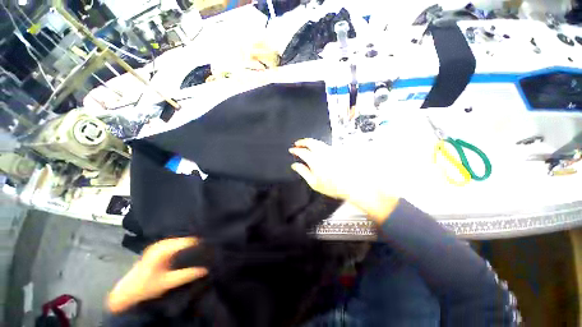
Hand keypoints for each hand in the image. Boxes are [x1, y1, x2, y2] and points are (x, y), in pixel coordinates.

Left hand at [107, 237, 207, 313]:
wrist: (127, 292)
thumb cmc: (147, 287)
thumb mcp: (169, 282)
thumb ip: (188, 275)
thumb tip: (206, 269)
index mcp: (163, 250)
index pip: (186, 241)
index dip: (198, 242)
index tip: (210, 243)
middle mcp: (160, 244)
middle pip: (183, 238)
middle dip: (194, 241)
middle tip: (207, 244)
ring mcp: (157, 245)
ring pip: (178, 239)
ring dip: (188, 242)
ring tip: (200, 245)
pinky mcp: (156, 248)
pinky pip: (172, 242)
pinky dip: (181, 244)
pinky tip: (187, 248)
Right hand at [289, 138, 354, 199]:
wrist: (352, 185)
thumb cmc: (333, 186)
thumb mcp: (314, 183)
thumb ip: (303, 172)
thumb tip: (295, 166)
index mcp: (314, 160)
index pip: (301, 151)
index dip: (295, 150)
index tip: (292, 150)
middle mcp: (322, 153)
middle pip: (310, 142)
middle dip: (302, 141)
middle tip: (297, 144)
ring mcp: (331, 151)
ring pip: (318, 142)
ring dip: (310, 142)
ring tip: (306, 145)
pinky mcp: (337, 152)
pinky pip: (325, 145)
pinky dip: (318, 145)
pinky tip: (318, 149)